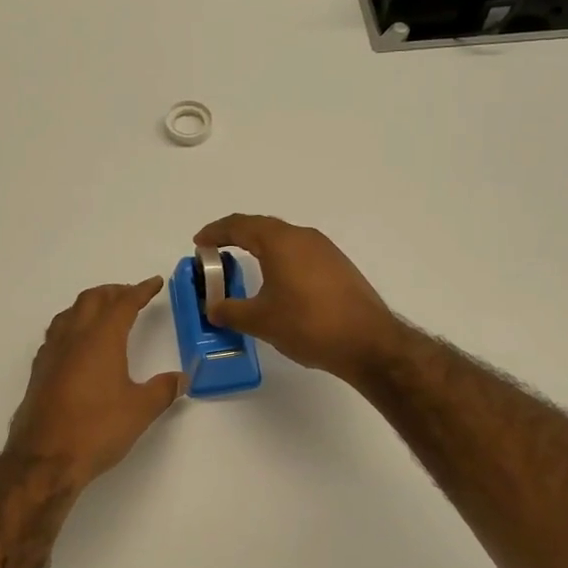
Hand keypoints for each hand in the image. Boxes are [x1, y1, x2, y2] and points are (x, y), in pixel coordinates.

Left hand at [6, 278, 182, 488]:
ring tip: (105, 312)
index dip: (141, 290)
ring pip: (70, 313)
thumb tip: (181, 378)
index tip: (154, 283)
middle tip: (132, 295)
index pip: (123, 303)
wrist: (44, 459)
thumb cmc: (97, 429)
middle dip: (114, 292)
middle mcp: (74, 337)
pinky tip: (79, 344)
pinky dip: (73, 325)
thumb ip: (162, 390)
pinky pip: (57, 333)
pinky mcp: (39, 371)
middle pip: (92, 299)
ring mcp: (52, 353)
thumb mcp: (140, 411)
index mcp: (101, 338)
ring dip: (90, 305)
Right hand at [192, 215, 403, 382]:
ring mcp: (325, 250)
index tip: (199, 243)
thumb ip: (230, 311)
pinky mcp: (339, 266)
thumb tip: (212, 308)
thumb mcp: (260, 320)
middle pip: (263, 227)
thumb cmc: (308, 324)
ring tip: (244, 265)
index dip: (215, 232)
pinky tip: (278, 281)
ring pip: (284, 239)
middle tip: (216, 251)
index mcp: (280, 242)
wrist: (368, 342)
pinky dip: (280, 259)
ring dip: (261, 247)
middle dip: (236, 236)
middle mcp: (303, 237)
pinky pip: (300, 253)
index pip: (240, 225)